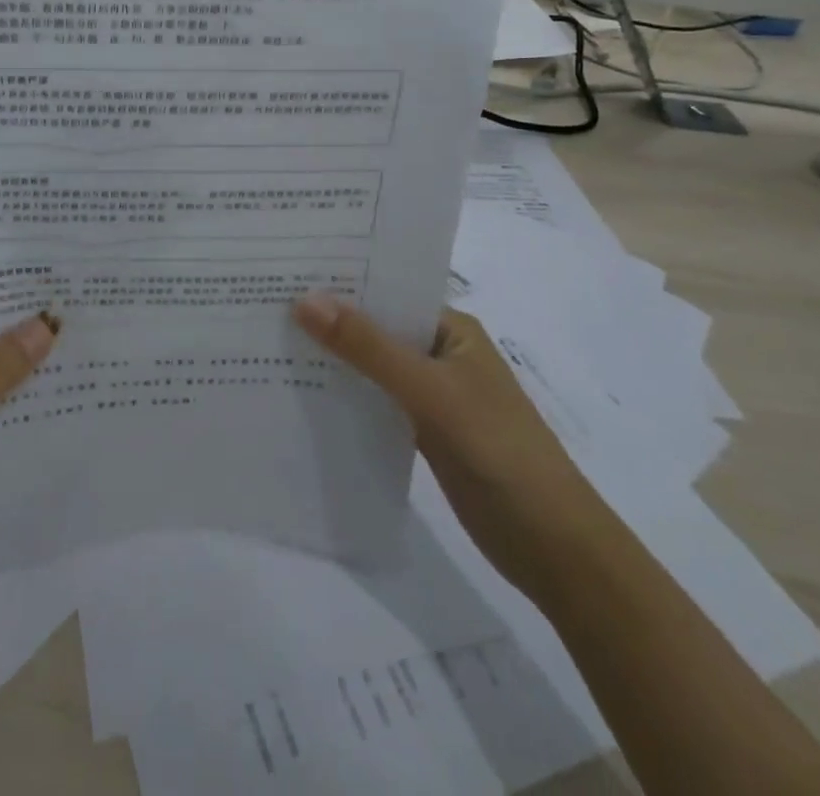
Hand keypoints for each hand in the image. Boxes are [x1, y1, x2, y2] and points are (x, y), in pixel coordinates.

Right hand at [292, 296, 610, 600]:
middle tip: (264, 302)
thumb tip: (304, 300)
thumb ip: (368, 349)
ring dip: (333, 359)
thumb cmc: (499, 451)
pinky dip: (345, 396)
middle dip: (329, 319)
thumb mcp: (430, 392)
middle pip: (375, 328)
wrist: (554, 548)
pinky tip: (302, 394)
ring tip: (270, 342)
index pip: (388, 292)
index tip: (285, 270)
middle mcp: (439, 353)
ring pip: (371, 367)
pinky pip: (374, 402)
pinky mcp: (423, 432)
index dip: (341, 281)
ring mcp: (432, 395)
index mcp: (450, 329)